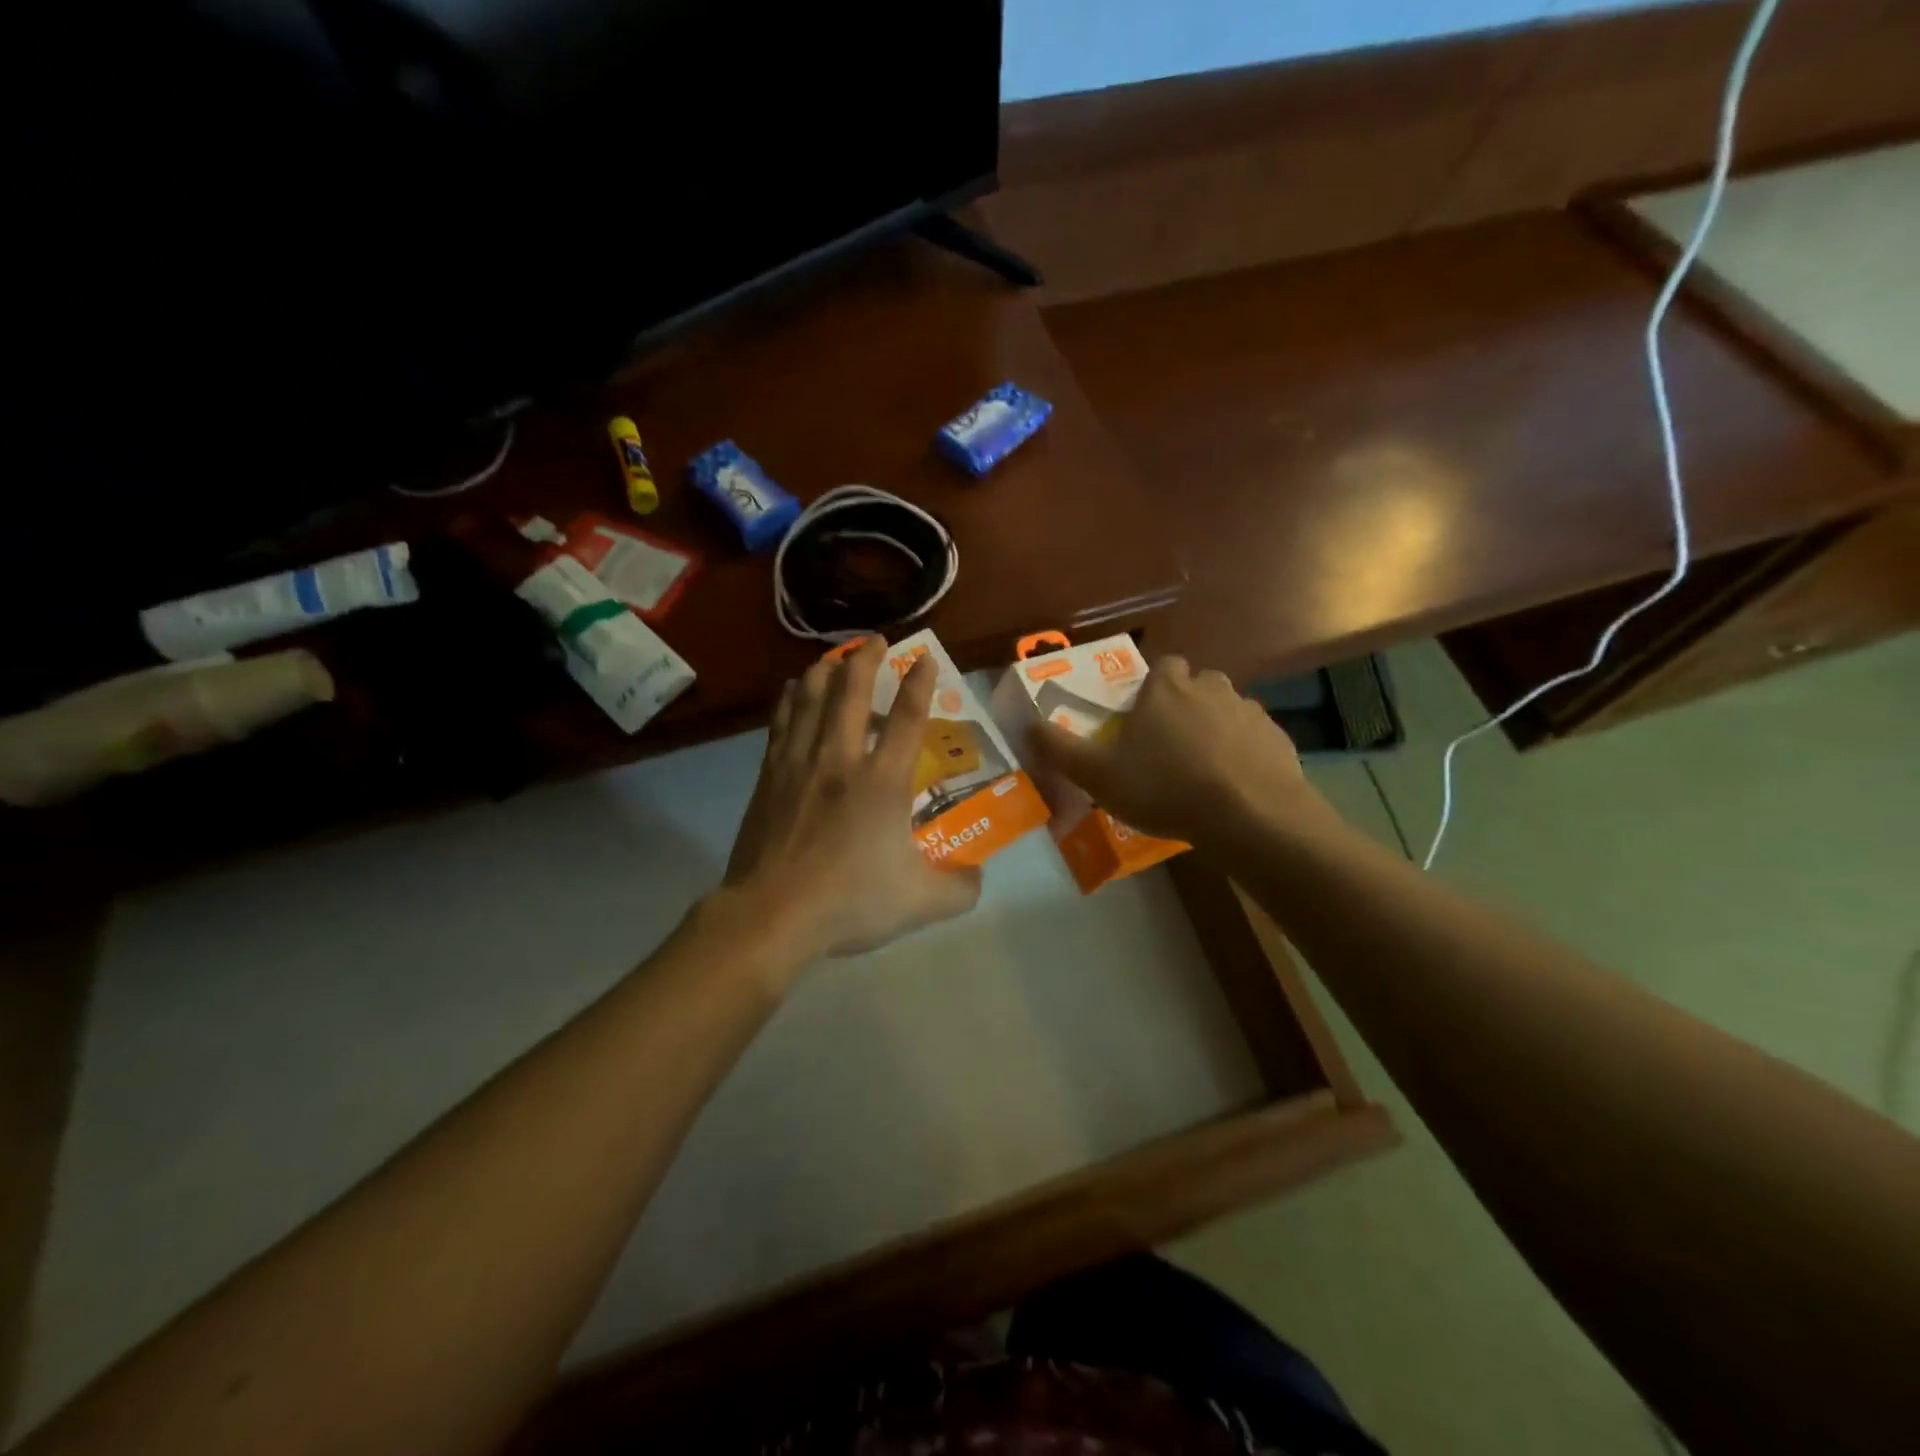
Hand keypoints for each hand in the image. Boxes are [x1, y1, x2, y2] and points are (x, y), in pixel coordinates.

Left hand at [724, 638, 982, 961]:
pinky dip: (791, 697)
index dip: (920, 683)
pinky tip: (793, 688)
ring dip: (826, 670)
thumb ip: (960, 888)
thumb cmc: (849, 902)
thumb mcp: (921, 903)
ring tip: (836, 657)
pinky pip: (781, 720)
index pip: (908, 719)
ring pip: (811, 697)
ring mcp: (800, 763)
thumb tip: (978, 875)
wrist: (772, 914)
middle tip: (876, 641)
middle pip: (852, 691)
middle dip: (866, 659)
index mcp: (883, 783)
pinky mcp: (769, 775)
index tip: (925, 657)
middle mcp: (841, 759)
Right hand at [1027, 655, 1330, 848]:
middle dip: (1185, 705)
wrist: (1248, 816)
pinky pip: (1254, 739)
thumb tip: (1026, 725)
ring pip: (1228, 710)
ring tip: (1202, 768)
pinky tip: (1234, 785)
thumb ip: (1060, 749)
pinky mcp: (1278, 740)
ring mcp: (1250, 712)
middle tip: (1169, 745)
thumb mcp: (1098, 774)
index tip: (1143, 715)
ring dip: (1216, 728)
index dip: (1153, 687)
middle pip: (1197, 685)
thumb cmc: (1165, 787)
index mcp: (1167, 689)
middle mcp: (1211, 688)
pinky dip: (1244, 753)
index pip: (1162, 666)